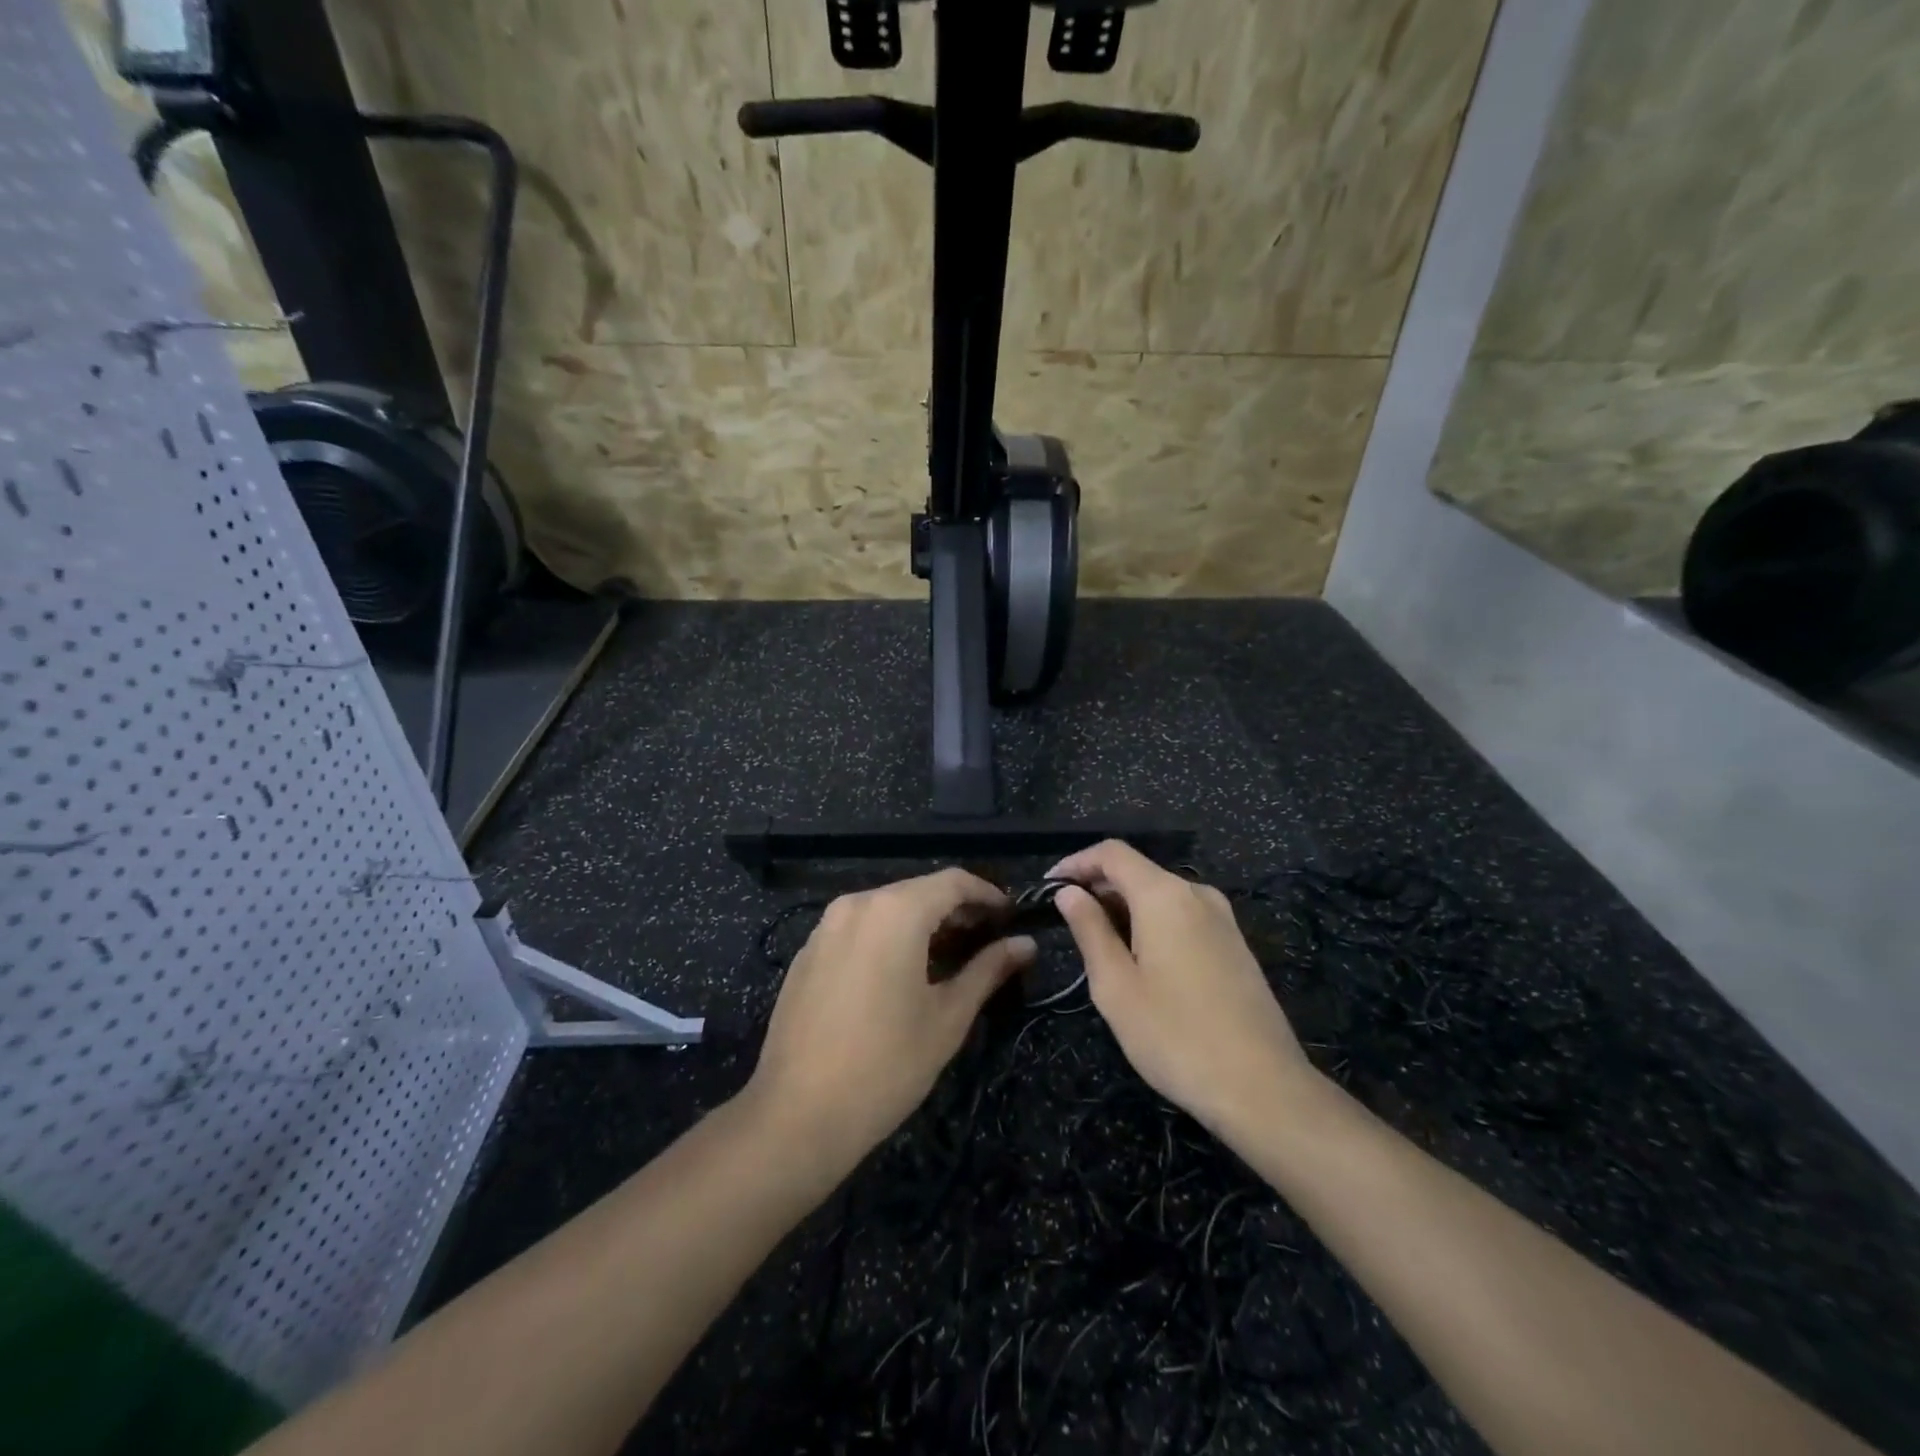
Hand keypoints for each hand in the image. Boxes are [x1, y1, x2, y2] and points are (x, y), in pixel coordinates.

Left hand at [744, 868, 1035, 1175]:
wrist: (797, 1114)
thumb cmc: (887, 1064)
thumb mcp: (949, 1016)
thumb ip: (988, 970)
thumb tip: (1025, 944)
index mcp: (895, 911)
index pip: (952, 881)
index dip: (987, 894)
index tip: (1010, 917)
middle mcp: (857, 905)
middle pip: (918, 891)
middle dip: (956, 910)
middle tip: (986, 940)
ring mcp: (826, 927)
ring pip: (886, 908)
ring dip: (922, 923)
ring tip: (949, 958)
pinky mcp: (807, 953)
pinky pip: (858, 929)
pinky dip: (887, 937)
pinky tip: (900, 973)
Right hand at [1050, 841, 1313, 1138]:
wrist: (1263, 1088)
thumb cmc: (1175, 1036)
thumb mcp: (1115, 985)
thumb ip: (1089, 929)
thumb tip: (1070, 893)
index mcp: (1164, 895)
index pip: (1112, 853)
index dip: (1075, 863)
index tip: (1047, 888)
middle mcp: (1197, 893)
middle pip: (1137, 871)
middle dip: (1098, 888)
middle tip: (1066, 923)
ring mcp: (1222, 918)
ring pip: (1161, 895)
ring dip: (1124, 908)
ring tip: (1098, 946)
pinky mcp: (1234, 944)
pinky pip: (1183, 915)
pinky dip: (1152, 923)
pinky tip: (1140, 961)